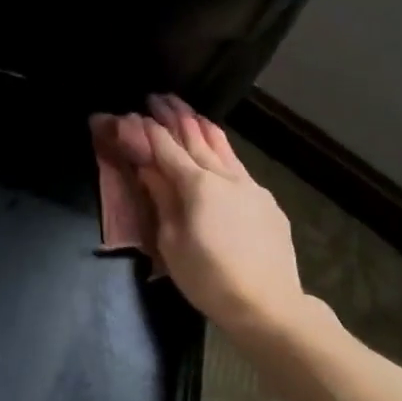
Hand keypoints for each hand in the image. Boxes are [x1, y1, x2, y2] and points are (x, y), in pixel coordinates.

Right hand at [111, 95, 307, 338]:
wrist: (267, 303)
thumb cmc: (208, 278)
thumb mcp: (171, 243)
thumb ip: (162, 200)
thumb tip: (148, 168)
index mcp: (196, 186)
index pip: (166, 148)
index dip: (148, 130)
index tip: (134, 112)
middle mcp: (225, 177)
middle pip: (196, 138)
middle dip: (175, 116)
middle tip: (159, 97)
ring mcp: (250, 186)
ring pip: (222, 146)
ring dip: (202, 126)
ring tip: (188, 111)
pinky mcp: (266, 201)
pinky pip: (238, 166)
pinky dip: (222, 150)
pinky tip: (219, 150)